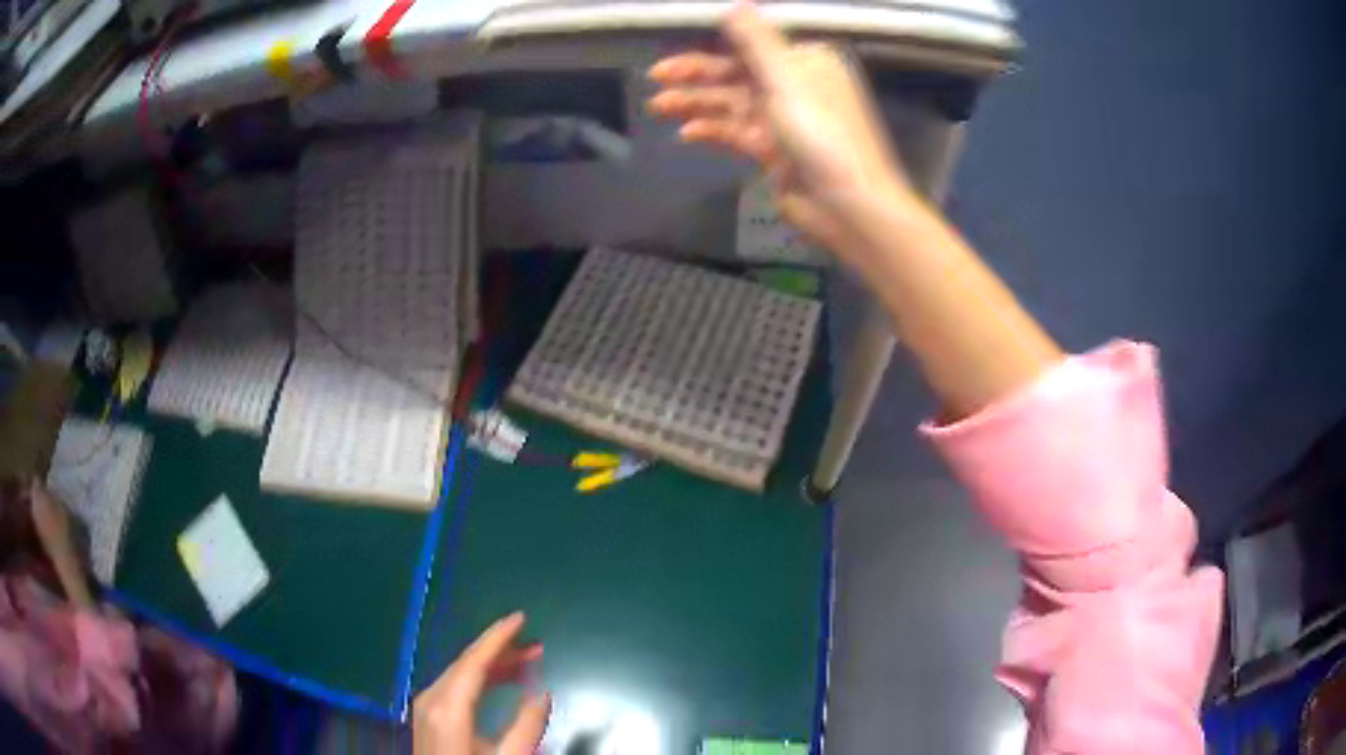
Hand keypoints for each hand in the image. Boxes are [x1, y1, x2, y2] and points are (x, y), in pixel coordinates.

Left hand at [413, 612, 551, 754]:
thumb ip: (527, 726)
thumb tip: (542, 694)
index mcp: (448, 706)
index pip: (474, 661)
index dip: (498, 637)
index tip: (521, 618)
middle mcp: (432, 697)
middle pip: (467, 663)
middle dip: (501, 651)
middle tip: (535, 646)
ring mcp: (426, 705)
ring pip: (460, 673)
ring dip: (492, 665)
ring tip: (525, 661)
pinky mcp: (427, 715)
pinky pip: (454, 685)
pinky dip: (479, 678)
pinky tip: (499, 682)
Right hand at [647, 0, 912, 258]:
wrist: (845, 204)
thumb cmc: (821, 132)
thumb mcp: (786, 77)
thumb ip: (756, 40)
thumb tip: (734, 5)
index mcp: (805, 61)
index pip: (752, 44)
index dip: (714, 42)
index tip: (677, 41)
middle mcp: (794, 85)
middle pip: (737, 71)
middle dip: (696, 74)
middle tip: (655, 76)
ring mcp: (782, 119)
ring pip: (731, 102)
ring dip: (696, 102)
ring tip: (658, 106)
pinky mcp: (771, 150)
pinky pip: (734, 131)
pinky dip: (711, 130)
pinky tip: (686, 133)